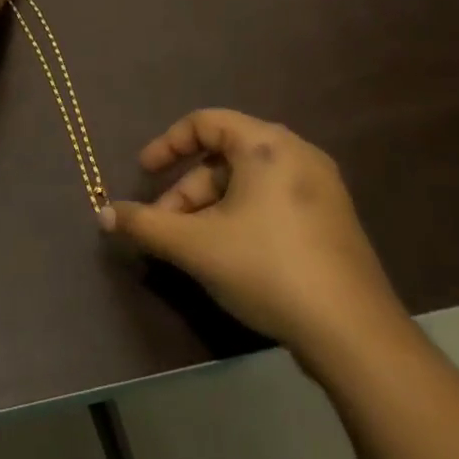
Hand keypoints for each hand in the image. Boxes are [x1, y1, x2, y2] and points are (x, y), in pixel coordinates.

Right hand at [100, 109, 407, 368]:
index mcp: (266, 144)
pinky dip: (242, 217)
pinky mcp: (333, 220)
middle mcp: (297, 153)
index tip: (144, 172)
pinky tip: (231, 256)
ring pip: (247, 183)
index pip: (204, 123)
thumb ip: (145, 224)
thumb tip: (103, 213)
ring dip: (211, 207)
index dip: (167, 144)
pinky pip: (273, 201)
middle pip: (224, 157)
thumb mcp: (195, 245)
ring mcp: (321, 187)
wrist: (355, 335)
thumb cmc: (267, 269)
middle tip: (165, 225)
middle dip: (187, 190)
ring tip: (193, 247)